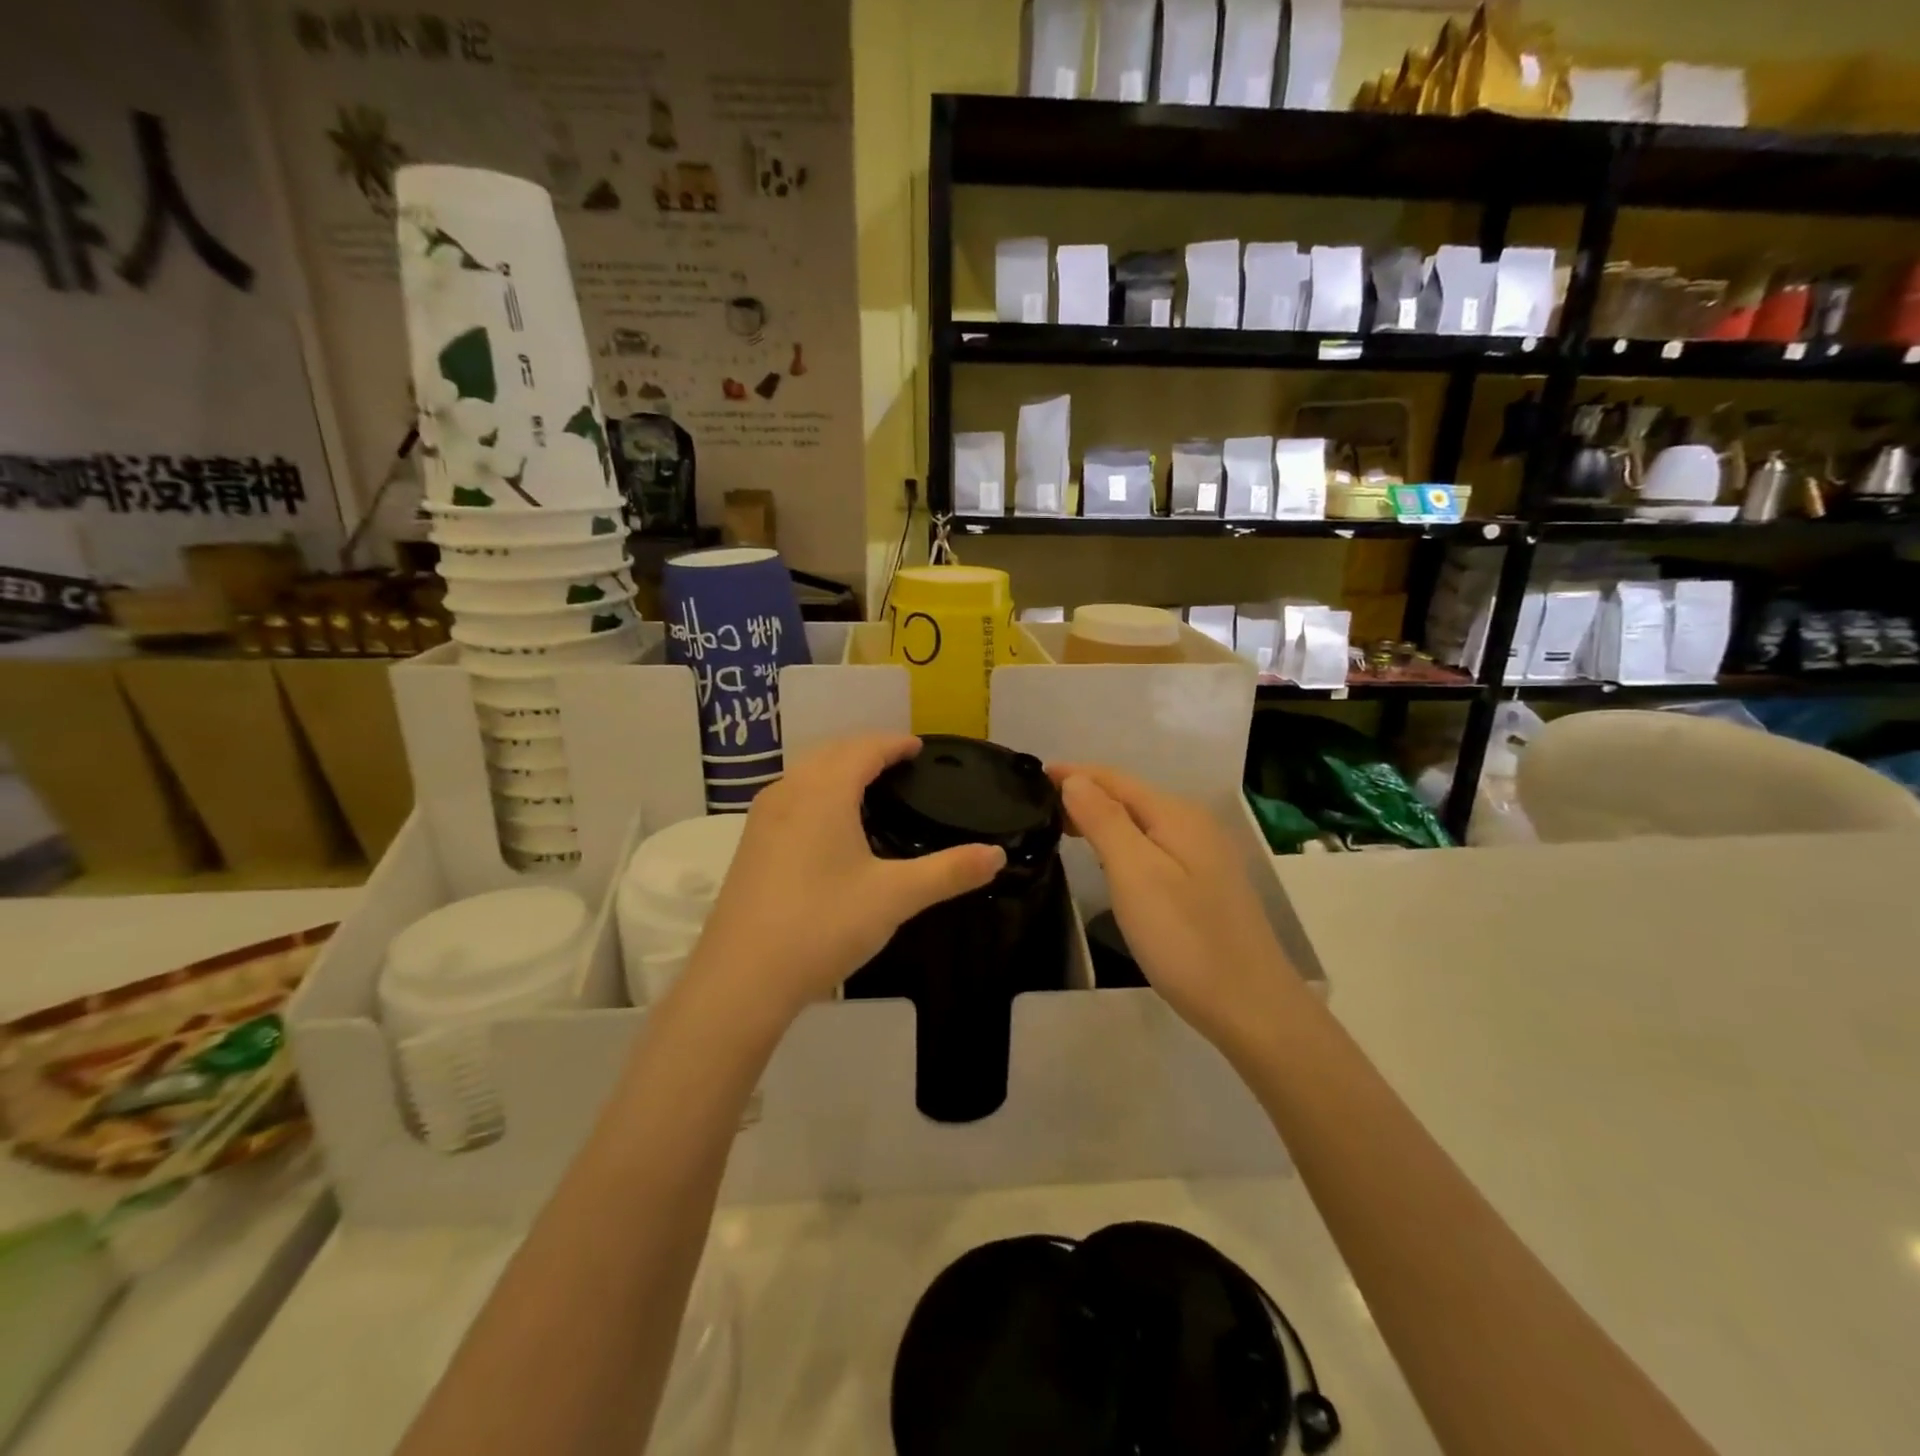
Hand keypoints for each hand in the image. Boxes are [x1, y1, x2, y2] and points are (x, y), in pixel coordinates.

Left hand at [687, 735, 1004, 1020]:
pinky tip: (827, 823)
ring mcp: (762, 818)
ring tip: (867, 786)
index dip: (894, 743)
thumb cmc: (823, 925)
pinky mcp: (750, 844)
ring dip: (837, 768)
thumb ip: (948, 872)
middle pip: (831, 752)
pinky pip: (790, 796)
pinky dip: (816, 791)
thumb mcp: (895, 897)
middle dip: (866, 749)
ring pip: (805, 773)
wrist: (742, 977)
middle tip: (898, 763)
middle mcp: (789, 792)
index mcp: (824, 792)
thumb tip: (996, 856)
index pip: (864, 749)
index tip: (918, 748)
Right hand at [1052, 765, 1299, 1045]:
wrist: (1251, 1007)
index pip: (1115, 779)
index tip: (1034, 776)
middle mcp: (1193, 825)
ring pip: (1142, 822)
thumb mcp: (1136, 874)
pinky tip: (1108, 859)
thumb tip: (1076, 779)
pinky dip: (1122, 841)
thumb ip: (1105, 821)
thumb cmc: (1185, 939)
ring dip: (1102, 817)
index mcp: (1176, 815)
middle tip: (1039, 807)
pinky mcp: (1204, 883)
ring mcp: (1204, 855)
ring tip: (1064, 826)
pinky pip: (1153, 845)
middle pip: (1130, 796)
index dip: (1074, 774)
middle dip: (1086, 794)